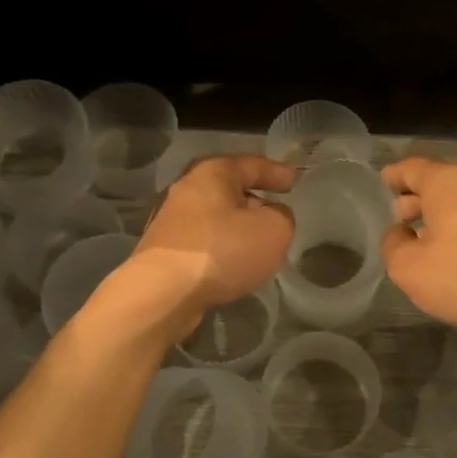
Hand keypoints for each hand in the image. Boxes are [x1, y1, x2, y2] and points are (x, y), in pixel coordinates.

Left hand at [109, 155, 294, 340]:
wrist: (163, 293)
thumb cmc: (222, 250)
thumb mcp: (274, 230)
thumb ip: (282, 216)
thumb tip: (272, 216)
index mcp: (213, 173)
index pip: (252, 164)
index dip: (275, 172)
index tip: (293, 181)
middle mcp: (187, 189)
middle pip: (228, 188)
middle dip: (253, 198)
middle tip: (275, 211)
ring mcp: (170, 220)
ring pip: (214, 216)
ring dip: (235, 225)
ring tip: (256, 241)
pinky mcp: (163, 249)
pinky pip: (202, 240)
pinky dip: (220, 246)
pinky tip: (232, 262)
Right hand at [379, 158, 456, 338]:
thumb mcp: (408, 268)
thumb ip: (393, 245)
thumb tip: (400, 233)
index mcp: (448, 183)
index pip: (414, 169)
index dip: (395, 175)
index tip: (384, 180)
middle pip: (441, 182)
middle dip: (418, 196)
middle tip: (401, 215)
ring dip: (441, 213)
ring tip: (426, 234)